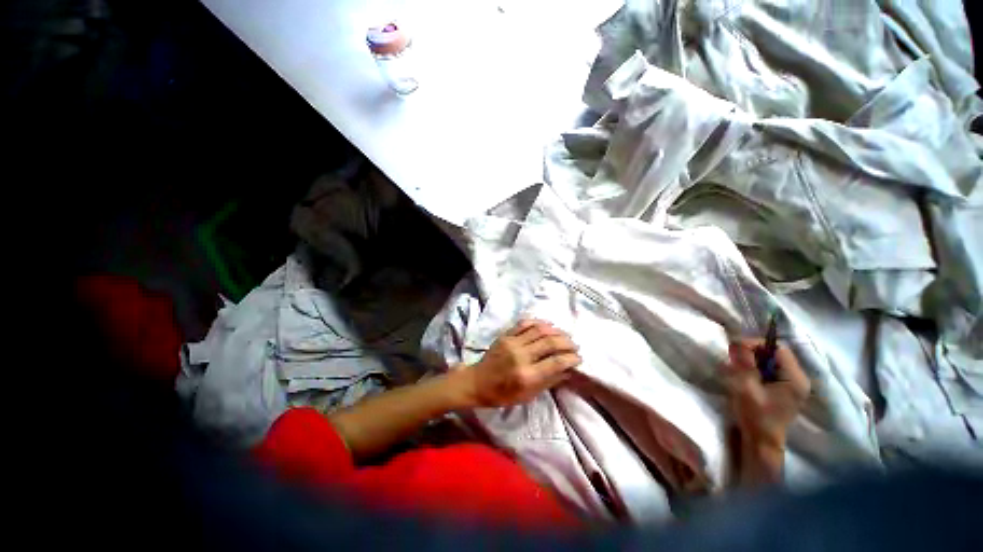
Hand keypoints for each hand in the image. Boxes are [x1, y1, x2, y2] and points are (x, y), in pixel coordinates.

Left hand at [461, 319, 581, 407]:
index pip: (556, 362)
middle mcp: (521, 356)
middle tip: (574, 345)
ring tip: (564, 334)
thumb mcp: (527, 396)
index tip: (578, 358)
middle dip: (567, 342)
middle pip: (550, 343)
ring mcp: (512, 343)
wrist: (477, 382)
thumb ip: (549, 382)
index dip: (571, 358)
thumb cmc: (502, 394)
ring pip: (539, 330)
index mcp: (527, 375)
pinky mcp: (505, 335)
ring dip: (556, 330)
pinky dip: (538, 322)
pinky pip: (525, 324)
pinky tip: (547, 325)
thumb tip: (568, 371)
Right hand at [726, 340, 810, 450]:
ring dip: (753, 361)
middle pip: (775, 354)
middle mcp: (799, 379)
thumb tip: (737, 340)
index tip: (736, 350)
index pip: (778, 349)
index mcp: (795, 378)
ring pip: (771, 362)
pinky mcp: (785, 390)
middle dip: (753, 353)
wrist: (761, 443)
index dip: (756, 345)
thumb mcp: (746, 387)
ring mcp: (793, 385)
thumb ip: (744, 363)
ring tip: (738, 369)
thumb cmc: (756, 416)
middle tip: (734, 360)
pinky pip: (770, 371)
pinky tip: (746, 377)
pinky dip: (756, 369)